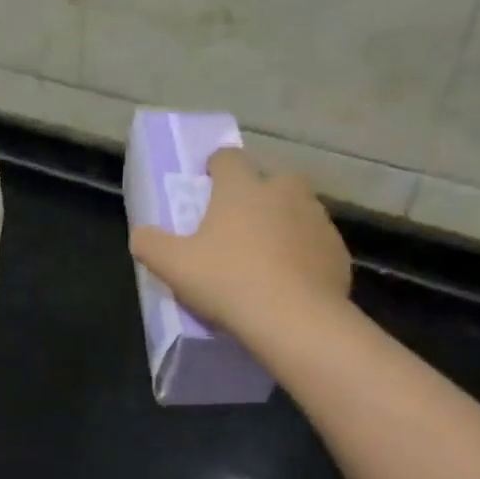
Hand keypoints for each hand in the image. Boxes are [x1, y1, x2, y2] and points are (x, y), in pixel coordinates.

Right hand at [129, 149, 351, 338]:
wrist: (295, 320)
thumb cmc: (227, 281)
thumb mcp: (172, 265)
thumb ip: (149, 243)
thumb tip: (142, 234)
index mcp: (242, 188)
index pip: (227, 158)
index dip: (215, 167)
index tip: (207, 183)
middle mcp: (283, 192)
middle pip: (270, 180)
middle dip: (257, 194)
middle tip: (238, 225)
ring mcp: (316, 219)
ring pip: (297, 210)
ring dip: (282, 223)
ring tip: (265, 256)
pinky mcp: (337, 250)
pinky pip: (314, 243)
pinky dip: (302, 253)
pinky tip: (289, 281)